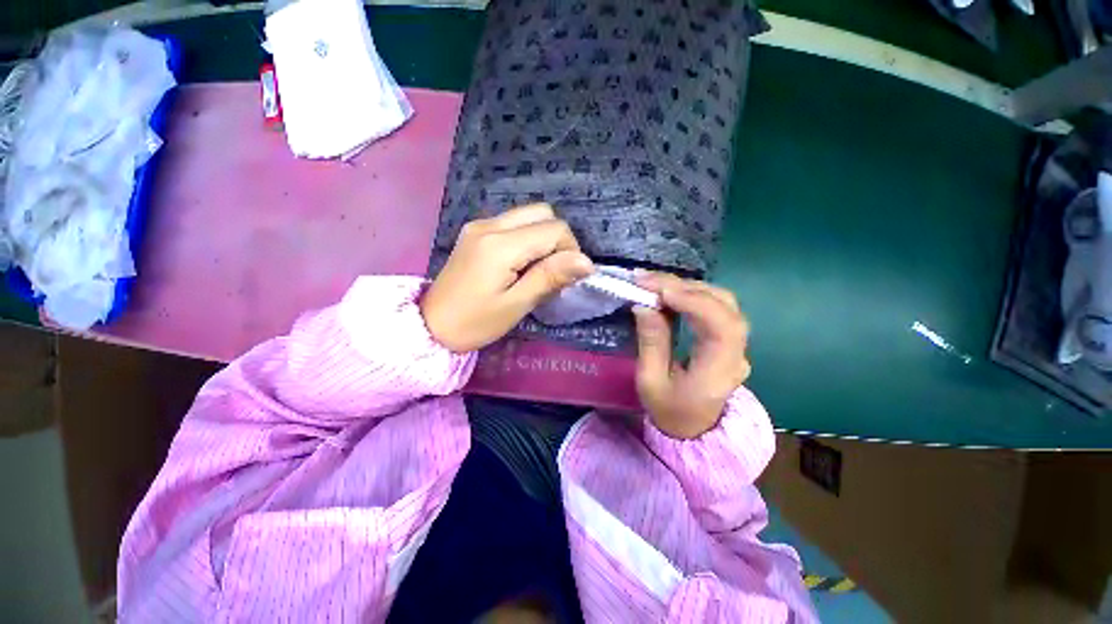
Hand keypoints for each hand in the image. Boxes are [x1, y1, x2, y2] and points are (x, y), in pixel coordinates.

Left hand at [421, 204, 593, 351]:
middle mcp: (490, 224)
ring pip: (528, 215)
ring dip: (542, 237)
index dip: (570, 250)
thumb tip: (586, 261)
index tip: (565, 277)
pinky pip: (513, 223)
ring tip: (536, 268)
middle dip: (558, 239)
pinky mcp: (475, 231)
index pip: (554, 229)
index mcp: (500, 245)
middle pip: (542, 212)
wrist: (430, 326)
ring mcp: (480, 225)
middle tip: (552, 270)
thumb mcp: (516, 305)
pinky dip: (527, 237)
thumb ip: (550, 277)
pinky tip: (520, 262)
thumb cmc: (475, 322)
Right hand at [633, 273, 750, 438]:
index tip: (660, 290)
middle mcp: (736, 353)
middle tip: (647, 280)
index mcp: (719, 371)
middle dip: (684, 287)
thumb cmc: (669, 411)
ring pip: (722, 301)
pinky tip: (670, 292)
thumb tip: (644, 304)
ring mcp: (735, 344)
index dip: (694, 301)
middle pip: (724, 306)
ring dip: (688, 286)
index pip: (721, 325)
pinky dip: (692, 294)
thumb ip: (651, 342)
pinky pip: (715, 307)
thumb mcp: (650, 381)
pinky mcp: (727, 338)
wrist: (693, 429)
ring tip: (655, 283)